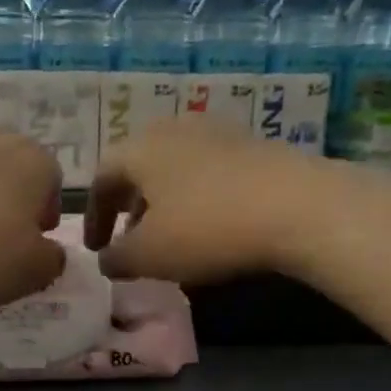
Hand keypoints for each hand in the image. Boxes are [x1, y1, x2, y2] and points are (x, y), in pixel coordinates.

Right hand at [82, 118, 329, 282]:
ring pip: (175, 169)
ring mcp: (217, 133)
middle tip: (128, 239)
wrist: (296, 206)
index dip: (93, 216)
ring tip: (168, 237)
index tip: (95, 249)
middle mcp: (174, 129)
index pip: (102, 178)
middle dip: (128, 206)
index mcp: (140, 149)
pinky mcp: (252, 147)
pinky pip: (208, 174)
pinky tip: (208, 227)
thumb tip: (105, 260)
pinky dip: (195, 199)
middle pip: (139, 167)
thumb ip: (117, 259)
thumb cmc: (205, 229)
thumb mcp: (148, 256)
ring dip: (163, 203)